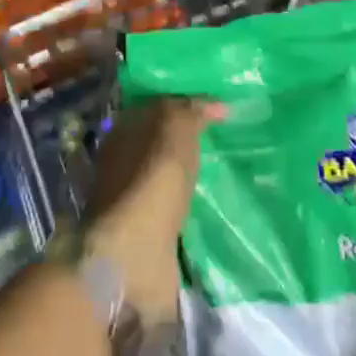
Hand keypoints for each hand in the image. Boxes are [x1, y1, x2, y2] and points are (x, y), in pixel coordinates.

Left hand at [83, 98, 220, 327]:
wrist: (136, 251)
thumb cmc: (153, 176)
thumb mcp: (176, 125)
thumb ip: (194, 110)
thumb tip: (218, 106)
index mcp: (124, 130)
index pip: (158, 108)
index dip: (186, 105)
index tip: (220, 109)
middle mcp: (124, 163)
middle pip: (162, 144)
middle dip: (189, 143)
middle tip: (230, 140)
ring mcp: (135, 202)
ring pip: (169, 180)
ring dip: (192, 179)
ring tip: (230, 175)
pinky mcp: (150, 236)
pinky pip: (178, 213)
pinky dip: (194, 210)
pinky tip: (217, 208)